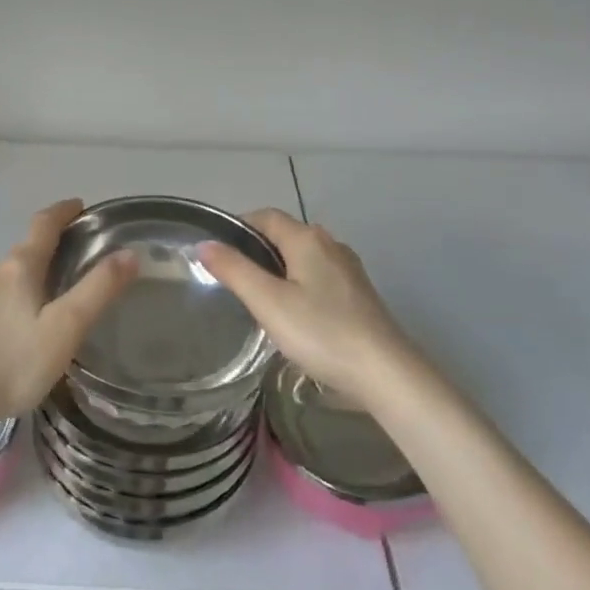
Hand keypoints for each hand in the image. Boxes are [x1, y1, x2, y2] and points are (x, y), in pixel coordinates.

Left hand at [0, 199, 137, 427]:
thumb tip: (128, 252)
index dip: (62, 212)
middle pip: (19, 259)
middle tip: (59, 292)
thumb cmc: (7, 365)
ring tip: (26, 328)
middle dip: (40, 267)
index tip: (77, 205)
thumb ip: (97, 291)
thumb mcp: (63, 331)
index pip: (43, 226)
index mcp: (18, 269)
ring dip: (12, 295)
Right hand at [199, 209, 415, 408]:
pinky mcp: (358, 294)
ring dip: (278, 268)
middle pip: (285, 234)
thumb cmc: (321, 332)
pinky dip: (299, 284)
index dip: (239, 226)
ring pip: (303, 257)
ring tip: (257, 298)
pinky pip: (319, 276)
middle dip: (257, 249)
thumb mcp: (268, 302)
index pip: (265, 216)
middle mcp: (330, 244)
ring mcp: (348, 269)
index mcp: (307, 238)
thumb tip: (204, 244)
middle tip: (232, 279)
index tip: (217, 252)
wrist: (385, 372)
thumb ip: (234, 270)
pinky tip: (293, 314)